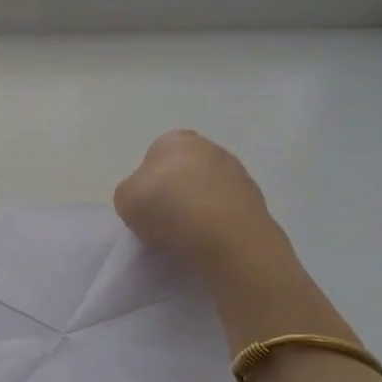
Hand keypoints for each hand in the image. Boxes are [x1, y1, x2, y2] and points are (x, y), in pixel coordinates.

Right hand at [114, 130, 287, 278]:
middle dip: (175, 191)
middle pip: (182, 171)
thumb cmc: (170, 210)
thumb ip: (131, 192)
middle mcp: (209, 147)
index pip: (153, 157)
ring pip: (207, 189)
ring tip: (188, 236)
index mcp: (174, 140)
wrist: (228, 239)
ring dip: (198, 206)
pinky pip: (226, 209)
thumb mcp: (125, 199)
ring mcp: (237, 172)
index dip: (147, 184)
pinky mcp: (256, 199)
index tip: (146, 208)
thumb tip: (148, 197)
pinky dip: (218, 222)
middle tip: (165, 221)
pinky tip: (210, 241)